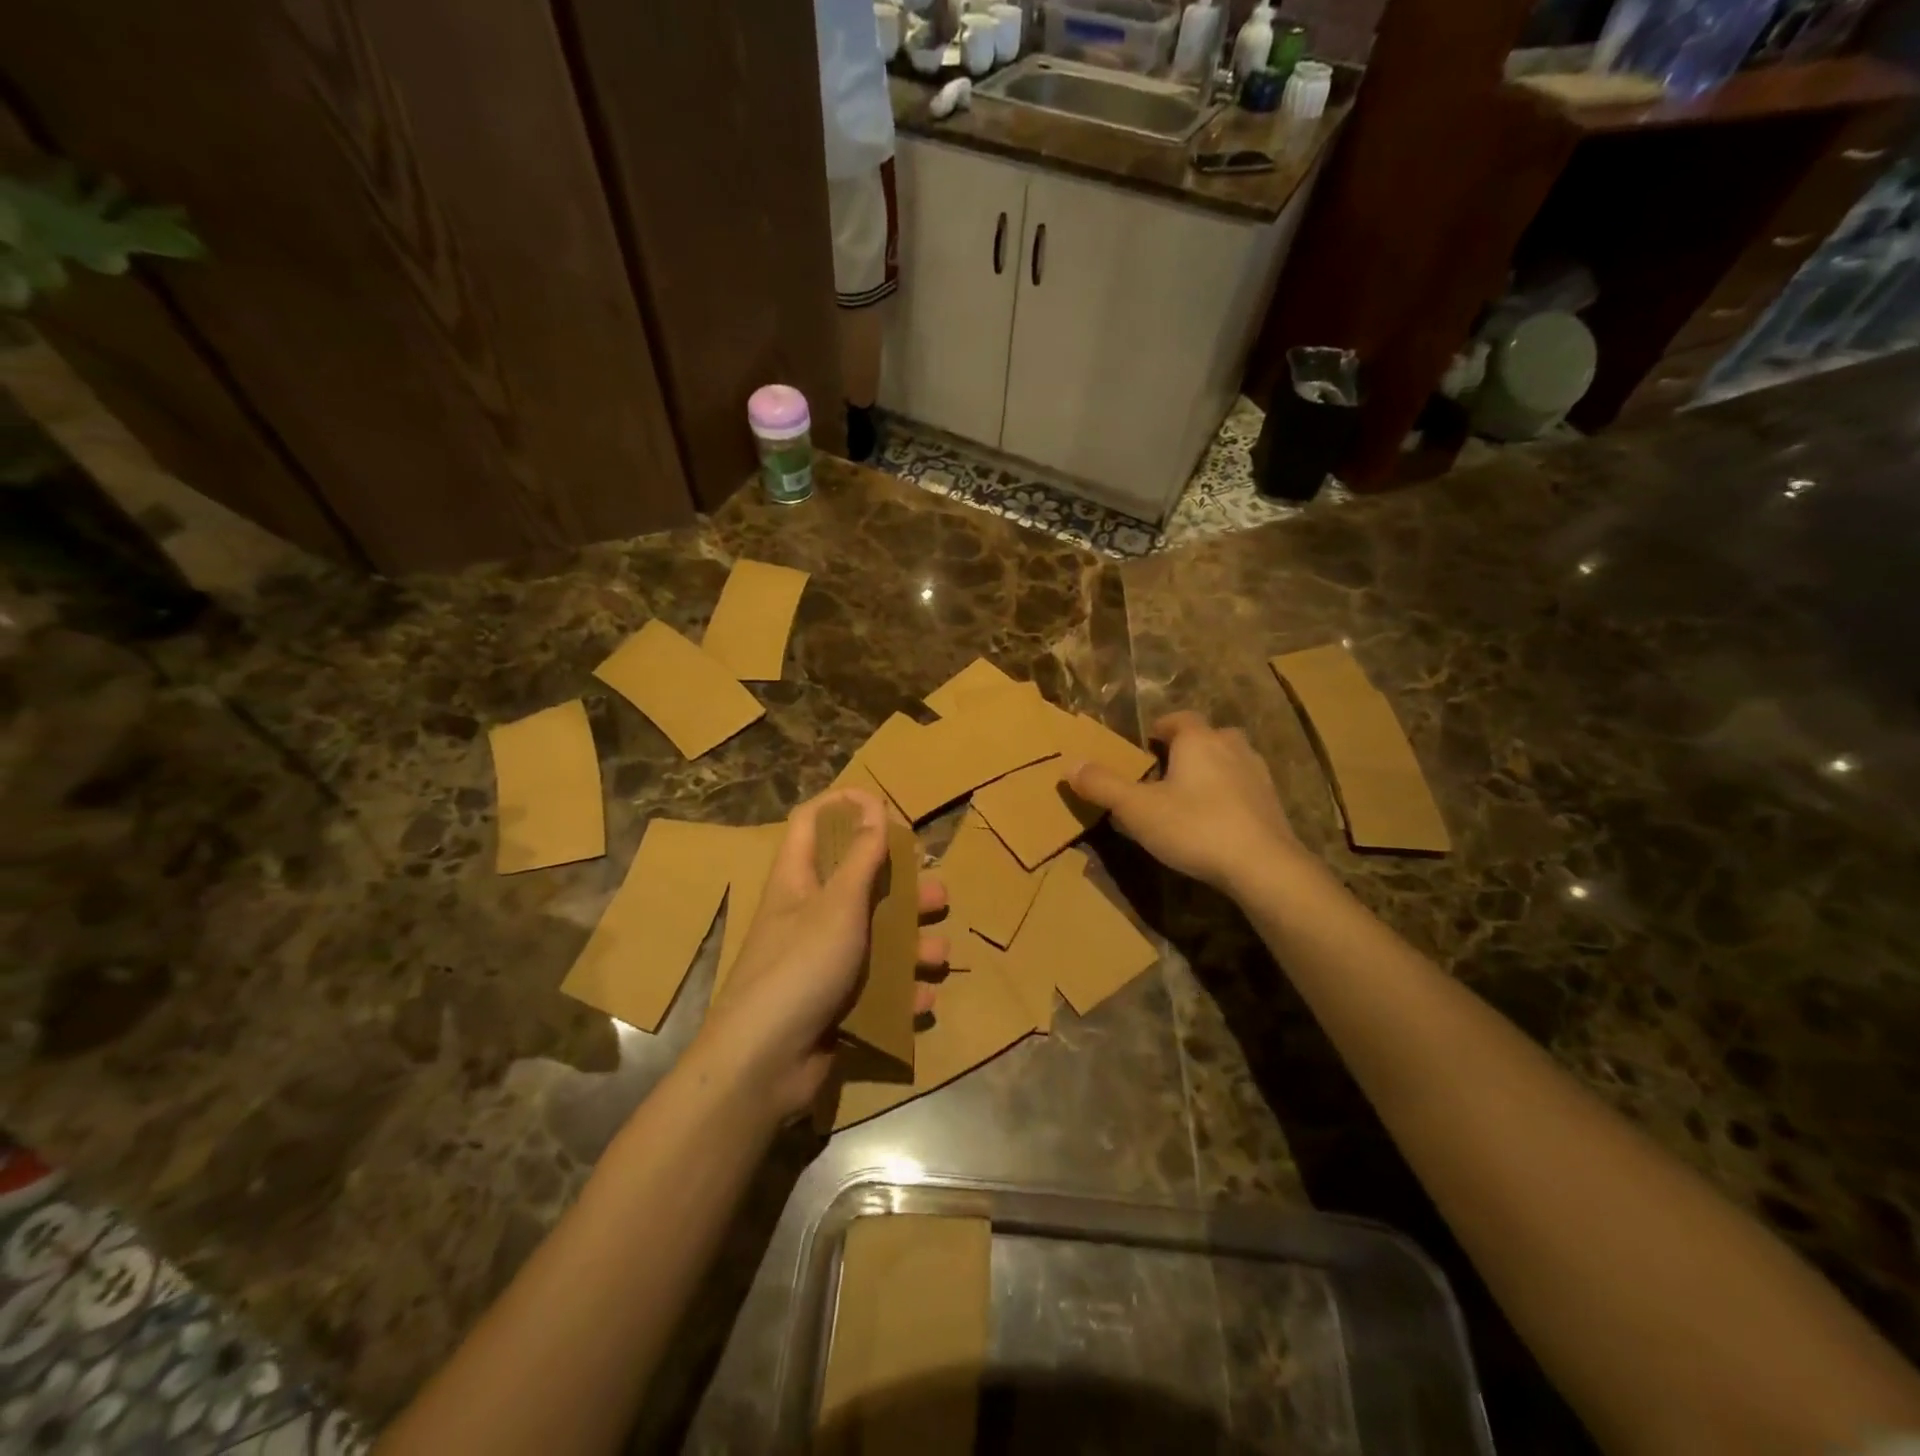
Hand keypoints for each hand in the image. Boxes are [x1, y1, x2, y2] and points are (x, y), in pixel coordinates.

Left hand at [698, 790, 946, 1123]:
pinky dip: (901, 992)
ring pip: (876, 938)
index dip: (843, 806)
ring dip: (912, 945)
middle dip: (902, 888)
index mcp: (798, 881)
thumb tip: (873, 805)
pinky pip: (876, 987)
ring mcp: (822, 961)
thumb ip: (861, 857)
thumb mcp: (837, 906)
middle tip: (937, 895)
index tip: (884, 806)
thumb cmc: (799, 968)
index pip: (811, 823)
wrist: (761, 1066)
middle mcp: (810, 915)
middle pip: (859, 884)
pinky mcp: (834, 1002)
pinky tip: (922, 1001)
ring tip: (940, 955)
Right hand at [1069, 711, 1298, 894]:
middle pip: (1209, 736)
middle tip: (1167, 769)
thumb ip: (1103, 786)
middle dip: (1189, 747)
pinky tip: (1217, 819)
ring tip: (1191, 794)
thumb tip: (1070, 765)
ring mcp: (1258, 775)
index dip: (1161, 727)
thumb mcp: (1137, 809)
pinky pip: (1245, 788)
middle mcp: (1231, 747)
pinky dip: (1231, 794)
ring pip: (1231, 760)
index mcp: (1198, 740)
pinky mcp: (1273, 804)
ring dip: (1212, 769)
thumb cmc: (1194, 827)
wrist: (1263, 865)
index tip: (1146, 743)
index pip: (1179, 718)